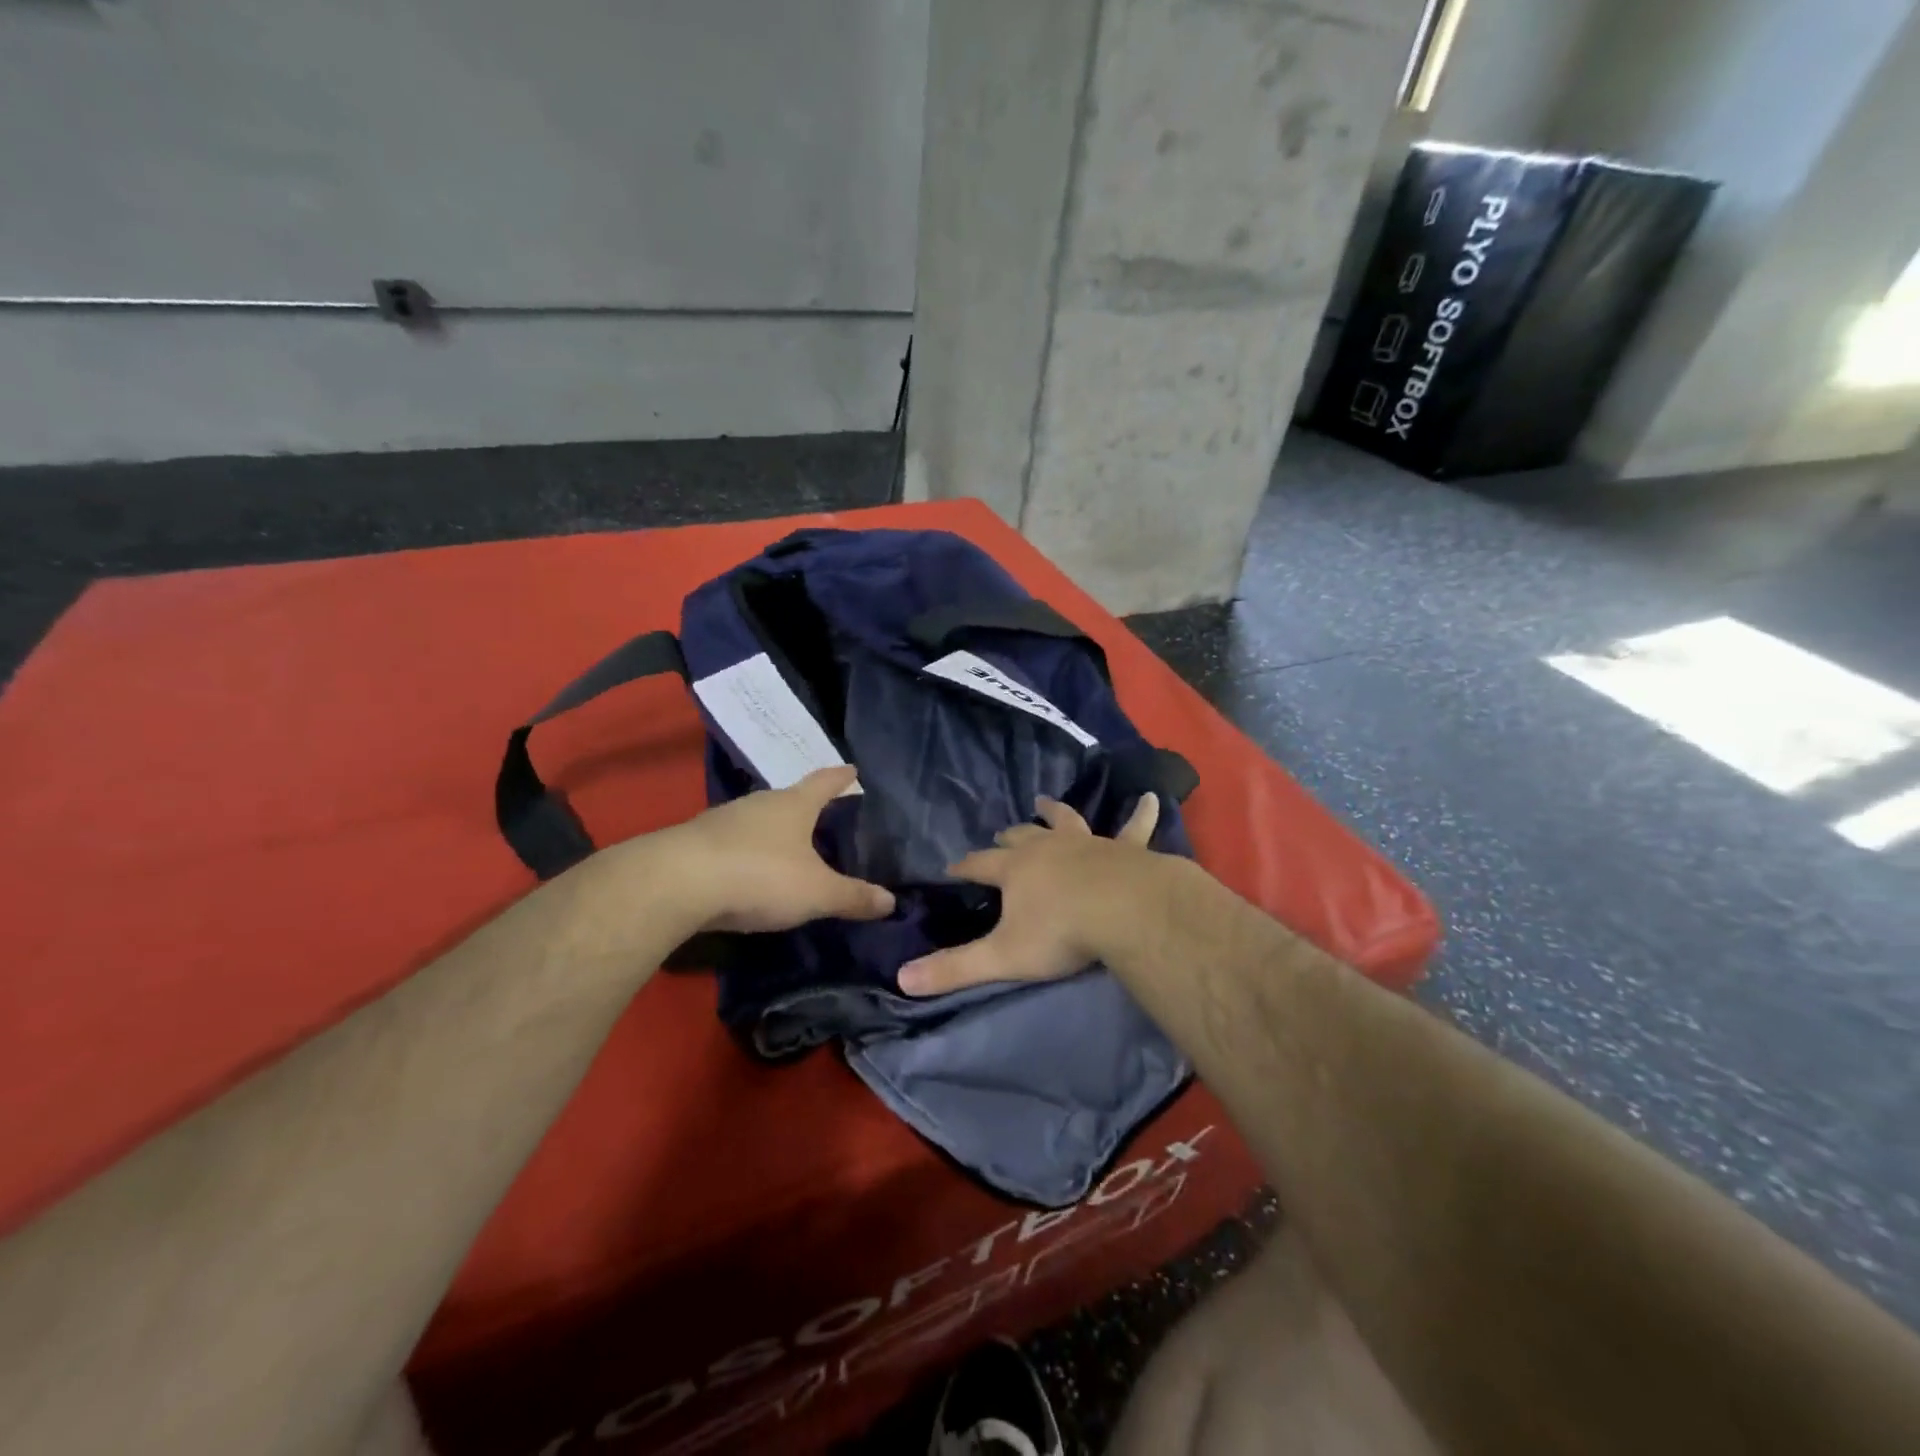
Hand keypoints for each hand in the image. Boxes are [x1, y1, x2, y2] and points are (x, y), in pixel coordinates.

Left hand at [668, 766, 895, 932]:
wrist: (676, 884)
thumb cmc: (760, 876)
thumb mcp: (816, 893)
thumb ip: (853, 897)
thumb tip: (891, 902)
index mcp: (793, 805)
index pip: (824, 782)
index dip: (841, 777)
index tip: (852, 770)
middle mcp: (758, 804)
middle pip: (788, 798)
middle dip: (805, 806)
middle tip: (821, 815)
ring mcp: (722, 821)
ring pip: (756, 820)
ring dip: (771, 830)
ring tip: (785, 845)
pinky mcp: (694, 843)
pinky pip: (730, 843)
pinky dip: (744, 852)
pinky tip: (745, 870)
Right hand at [897, 793, 1159, 996]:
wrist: (1124, 911)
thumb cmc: (1061, 933)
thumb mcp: (1002, 957)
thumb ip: (955, 969)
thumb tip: (902, 979)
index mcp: (1016, 870)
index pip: (980, 864)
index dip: (964, 867)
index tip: (951, 868)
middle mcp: (1048, 848)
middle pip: (1021, 837)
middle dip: (1007, 837)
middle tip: (1000, 834)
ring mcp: (1088, 843)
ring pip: (1066, 821)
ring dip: (1054, 812)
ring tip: (1044, 801)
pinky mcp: (1125, 849)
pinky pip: (1135, 828)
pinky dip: (1142, 815)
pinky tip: (1153, 799)